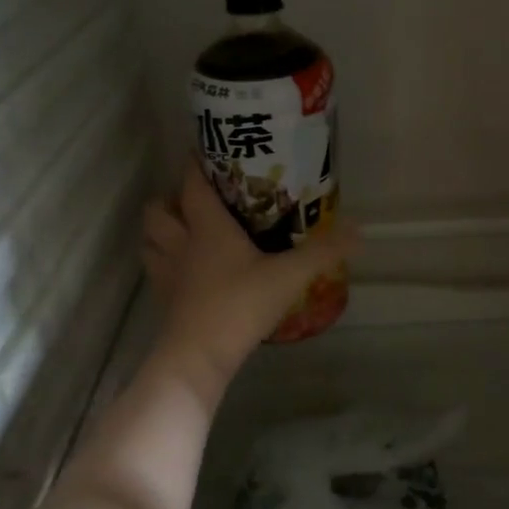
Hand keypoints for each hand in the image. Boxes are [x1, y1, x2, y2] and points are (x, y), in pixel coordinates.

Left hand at [142, 160, 355, 393]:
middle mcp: (180, 243)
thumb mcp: (289, 276)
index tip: (205, 151)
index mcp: (206, 227)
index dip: (195, 164)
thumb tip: (358, 230)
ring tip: (184, 230)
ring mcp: (167, 273)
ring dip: (161, 230)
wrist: (199, 357)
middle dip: (170, 198)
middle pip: (157, 209)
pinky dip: (164, 263)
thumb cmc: (240, 304)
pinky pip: (156, 270)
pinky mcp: (164, 300)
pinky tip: (186, 270)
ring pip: (150, 239)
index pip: (192, 184)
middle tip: (196, 199)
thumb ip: (323, 251)